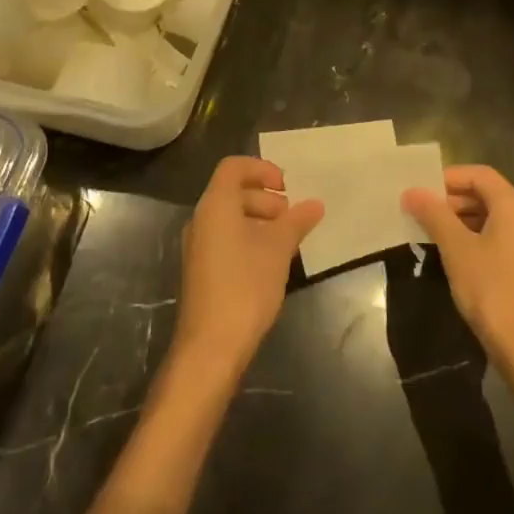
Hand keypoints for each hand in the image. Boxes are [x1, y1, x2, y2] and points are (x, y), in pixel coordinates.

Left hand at [171, 156, 322, 381]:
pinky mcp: (201, 269)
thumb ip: (296, 222)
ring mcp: (198, 246)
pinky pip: (225, 238)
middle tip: (291, 216)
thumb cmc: (246, 287)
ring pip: (230, 216)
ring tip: (286, 238)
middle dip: (265, 197)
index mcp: (215, 206)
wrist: (211, 346)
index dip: (261, 169)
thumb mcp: (278, 250)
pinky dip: (249, 237)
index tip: (287, 187)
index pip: (233, 167)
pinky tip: (271, 260)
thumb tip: (315, 204)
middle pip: (232, 191)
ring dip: (259, 218)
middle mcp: (201, 219)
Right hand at [402, 166, 513, 380]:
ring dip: (463, 220)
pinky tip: (456, 257)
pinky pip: (503, 238)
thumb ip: (434, 215)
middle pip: (488, 194)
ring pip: (495, 218)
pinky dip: (478, 238)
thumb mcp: (456, 249)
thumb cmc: (492, 290)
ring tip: (433, 234)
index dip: (448, 177)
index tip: (421, 191)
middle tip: (422, 213)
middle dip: (453, 200)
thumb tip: (412, 192)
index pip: (479, 174)